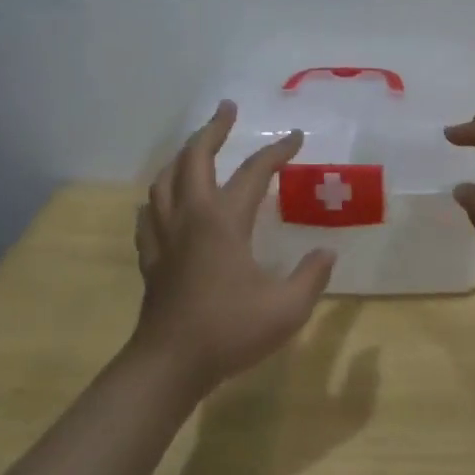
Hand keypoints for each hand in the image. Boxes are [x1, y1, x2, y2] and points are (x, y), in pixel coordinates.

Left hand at [133, 102, 335, 393]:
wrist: (170, 365)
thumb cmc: (229, 331)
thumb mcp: (287, 308)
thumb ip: (311, 276)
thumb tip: (325, 252)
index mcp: (224, 221)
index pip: (254, 172)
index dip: (277, 151)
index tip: (296, 138)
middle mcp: (191, 217)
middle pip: (195, 158)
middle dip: (213, 129)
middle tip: (227, 109)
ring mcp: (165, 236)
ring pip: (165, 181)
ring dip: (182, 157)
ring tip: (196, 149)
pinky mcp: (151, 258)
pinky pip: (149, 215)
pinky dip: (158, 198)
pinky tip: (162, 203)